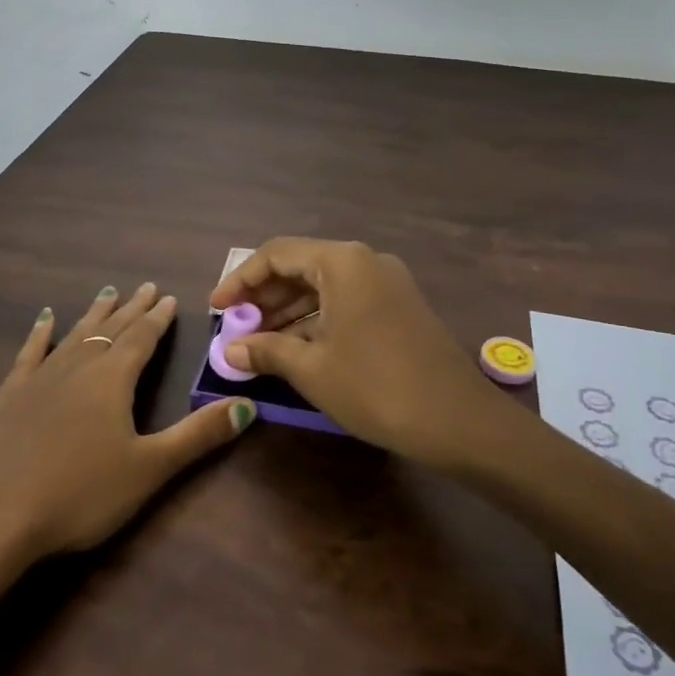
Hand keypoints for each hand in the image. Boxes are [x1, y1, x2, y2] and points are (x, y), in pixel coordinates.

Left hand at [0, 282, 254, 568]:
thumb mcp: (150, 468)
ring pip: (75, 334)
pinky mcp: (10, 394)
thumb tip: (248, 405)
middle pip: (111, 329)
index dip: (158, 318)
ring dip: (95, 314)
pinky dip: (40, 332)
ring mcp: (40, 377)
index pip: (142, 339)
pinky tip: (45, 318)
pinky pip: (30, 352)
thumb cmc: (81, 494)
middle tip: (145, 286)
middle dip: (131, 309)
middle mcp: (78, 366)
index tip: (168, 296)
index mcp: (113, 380)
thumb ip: (199, 435)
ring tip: (108, 293)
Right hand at [210, 238, 504, 466]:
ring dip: (288, 309)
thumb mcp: (312, 369)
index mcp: (342, 262)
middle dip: (263, 296)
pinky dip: (316, 319)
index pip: (276, 254)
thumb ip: (266, 350)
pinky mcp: (399, 306)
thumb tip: (229, 350)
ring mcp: (387, 282)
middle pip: (300, 266)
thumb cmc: (376, 386)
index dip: (240, 280)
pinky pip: (346, 300)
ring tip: (257, 340)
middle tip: (234, 327)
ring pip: (324, 285)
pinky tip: (296, 346)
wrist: (459, 421)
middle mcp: (365, 261)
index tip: (215, 309)